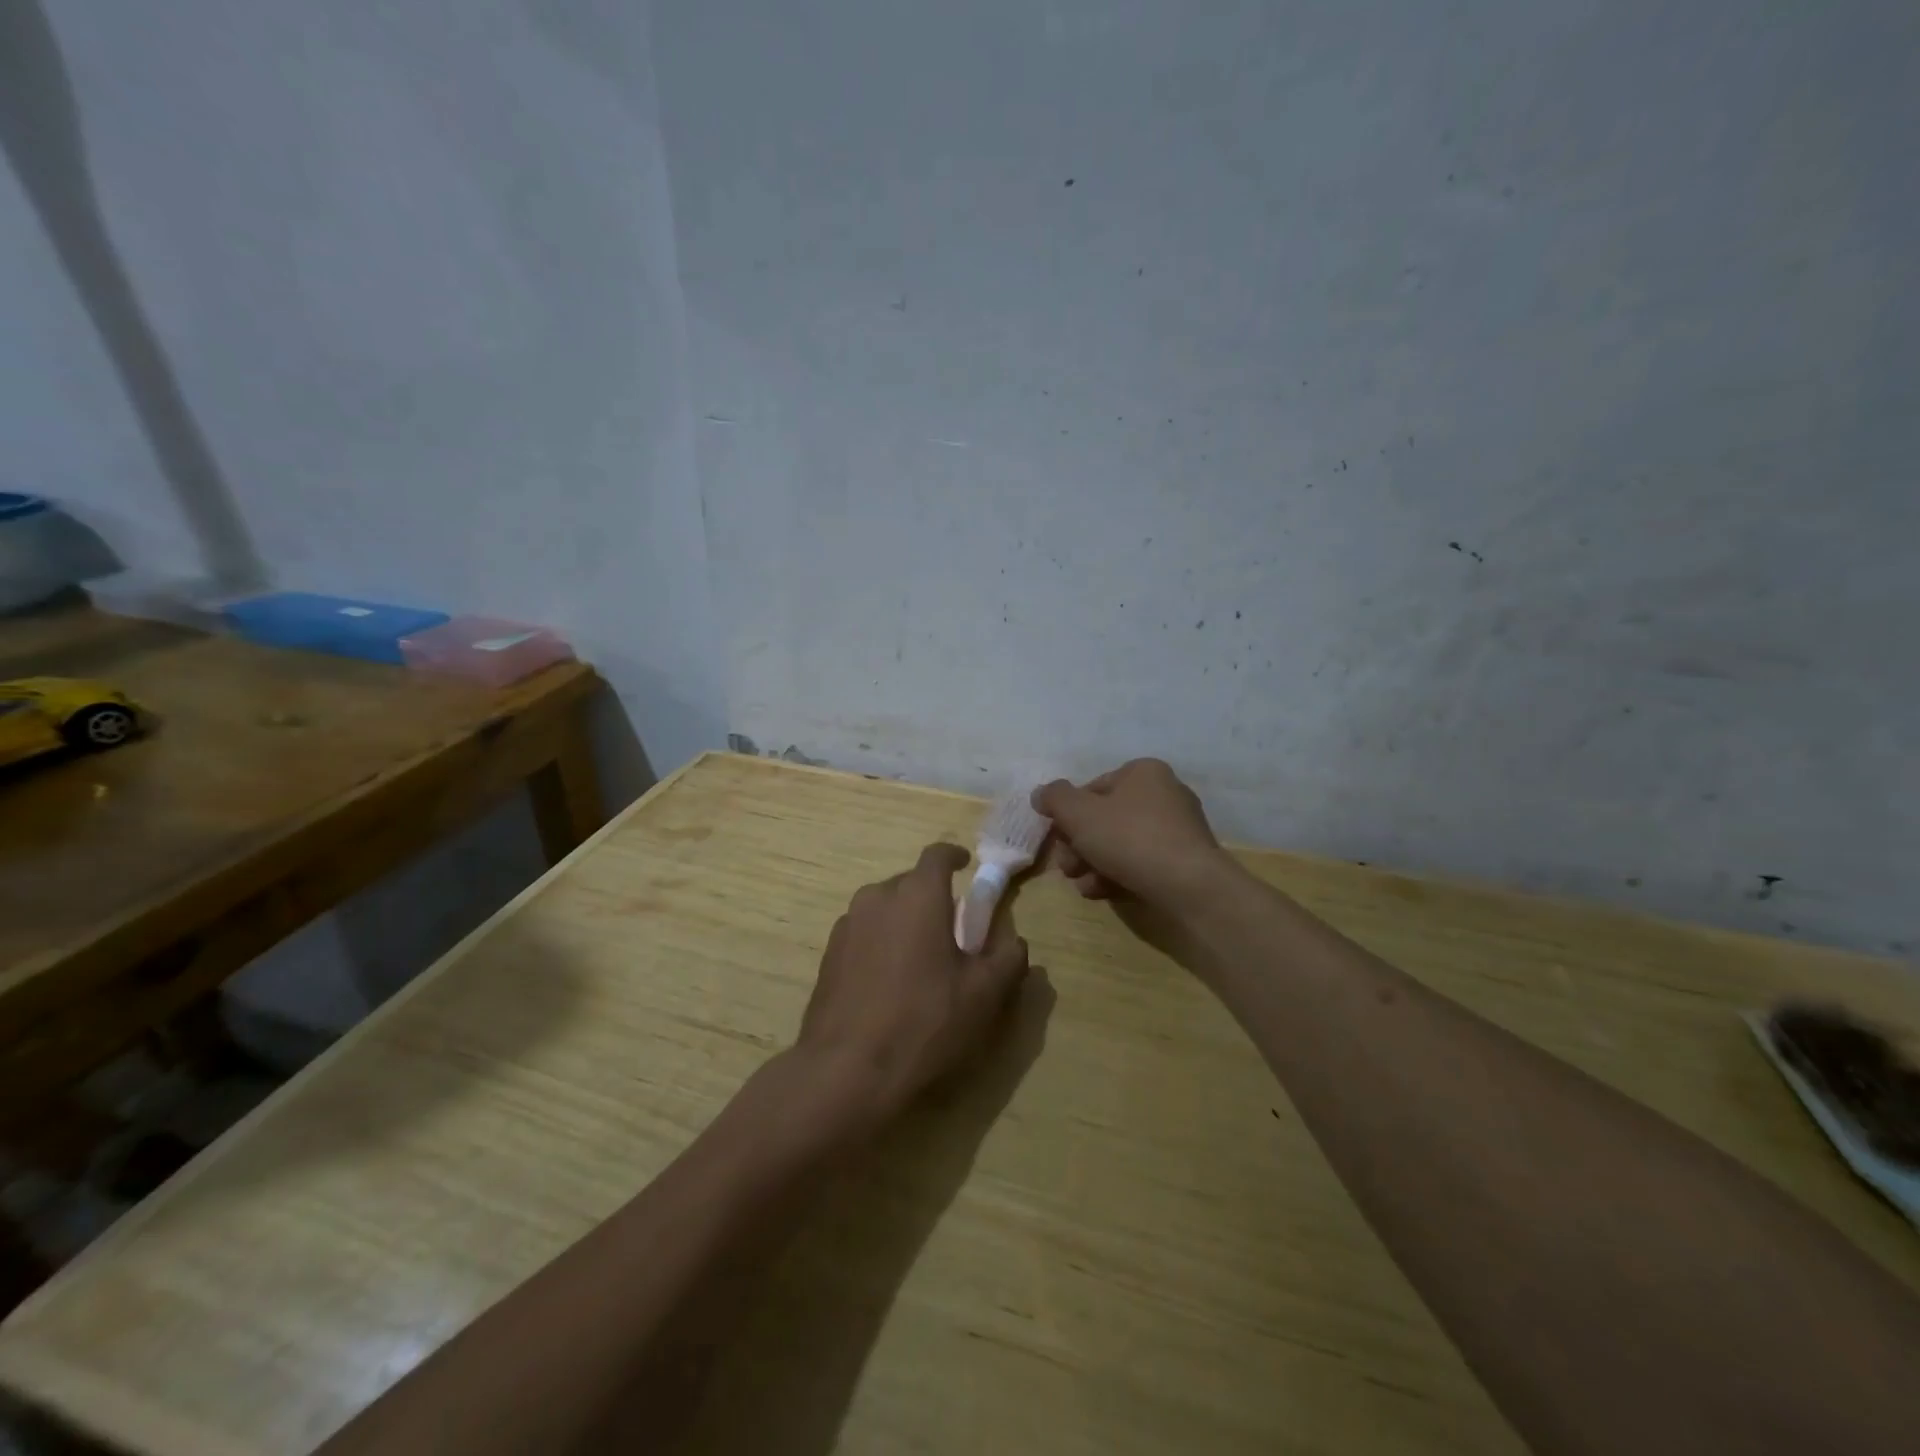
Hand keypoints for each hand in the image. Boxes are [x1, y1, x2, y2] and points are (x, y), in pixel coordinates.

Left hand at [796, 843, 1030, 1125]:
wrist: (847, 1070)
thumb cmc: (924, 1023)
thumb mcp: (984, 995)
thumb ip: (1008, 959)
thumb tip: (1015, 941)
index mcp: (918, 895)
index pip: (937, 855)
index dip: (954, 856)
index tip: (966, 865)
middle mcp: (878, 897)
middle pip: (910, 881)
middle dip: (932, 896)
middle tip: (950, 928)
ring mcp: (847, 924)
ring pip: (883, 907)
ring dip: (903, 919)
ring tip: (918, 957)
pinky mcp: (828, 953)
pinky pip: (863, 932)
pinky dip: (880, 941)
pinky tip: (888, 980)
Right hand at [1033, 759, 1229, 913]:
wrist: (1190, 886)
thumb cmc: (1130, 839)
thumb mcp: (1079, 814)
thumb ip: (1054, 798)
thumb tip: (1041, 794)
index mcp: (1143, 772)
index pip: (1092, 789)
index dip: (1068, 815)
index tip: (1058, 839)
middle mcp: (1164, 793)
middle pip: (1105, 819)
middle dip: (1079, 845)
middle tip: (1068, 868)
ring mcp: (1178, 828)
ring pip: (1120, 844)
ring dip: (1094, 864)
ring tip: (1084, 885)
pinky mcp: (1184, 860)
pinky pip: (1141, 862)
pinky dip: (1119, 875)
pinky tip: (1104, 892)